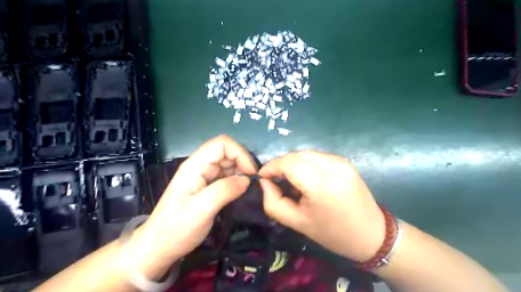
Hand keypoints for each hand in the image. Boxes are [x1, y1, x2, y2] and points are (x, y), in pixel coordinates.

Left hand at [134, 136, 255, 263]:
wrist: (159, 247)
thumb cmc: (176, 229)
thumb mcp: (201, 210)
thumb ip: (224, 191)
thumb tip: (246, 180)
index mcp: (195, 166)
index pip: (221, 144)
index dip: (239, 153)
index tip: (250, 173)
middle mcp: (199, 166)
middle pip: (226, 151)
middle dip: (242, 162)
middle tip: (253, 182)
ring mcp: (203, 176)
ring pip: (227, 163)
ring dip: (241, 171)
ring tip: (248, 187)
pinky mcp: (207, 186)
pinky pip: (226, 175)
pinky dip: (236, 180)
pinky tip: (241, 191)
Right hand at [260, 150, 385, 261]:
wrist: (372, 234)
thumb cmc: (332, 234)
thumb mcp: (297, 223)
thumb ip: (273, 202)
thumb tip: (265, 182)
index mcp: (321, 186)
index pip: (289, 163)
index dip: (272, 166)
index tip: (263, 176)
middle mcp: (333, 167)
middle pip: (296, 155)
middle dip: (281, 165)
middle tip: (276, 180)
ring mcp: (341, 162)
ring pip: (306, 153)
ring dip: (293, 163)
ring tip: (291, 180)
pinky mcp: (346, 162)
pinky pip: (318, 156)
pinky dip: (306, 163)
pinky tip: (307, 178)